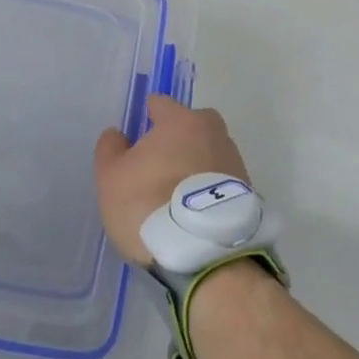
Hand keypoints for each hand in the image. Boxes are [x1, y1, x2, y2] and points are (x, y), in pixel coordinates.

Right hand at [94, 96, 250, 265]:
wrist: (204, 254)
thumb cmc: (149, 203)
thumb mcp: (111, 177)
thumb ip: (110, 148)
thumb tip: (118, 134)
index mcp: (181, 120)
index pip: (161, 104)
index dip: (147, 116)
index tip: (137, 136)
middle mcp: (213, 133)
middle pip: (192, 125)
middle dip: (177, 138)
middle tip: (158, 165)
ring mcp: (235, 162)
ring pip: (208, 152)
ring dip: (195, 165)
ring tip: (176, 196)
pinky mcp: (247, 193)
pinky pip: (220, 181)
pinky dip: (208, 190)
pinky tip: (193, 212)